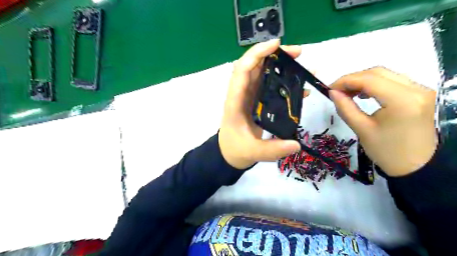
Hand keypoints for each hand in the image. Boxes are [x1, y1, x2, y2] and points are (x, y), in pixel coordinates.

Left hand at [218, 40, 302, 169]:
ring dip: (280, 65)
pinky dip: (283, 82)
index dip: (256, 54)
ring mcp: (250, 97)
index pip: (242, 70)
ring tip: (301, 64)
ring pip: (263, 74)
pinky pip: (269, 86)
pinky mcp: (257, 102)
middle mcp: (242, 94)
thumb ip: (272, 150)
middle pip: (255, 67)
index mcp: (236, 101)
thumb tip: (296, 145)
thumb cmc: (235, 150)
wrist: (230, 154)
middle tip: (297, 53)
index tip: (276, 45)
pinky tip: (300, 87)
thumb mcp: (252, 152)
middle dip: (274, 55)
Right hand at [331, 67, 436, 176]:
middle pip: (378, 73)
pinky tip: (364, 94)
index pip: (369, 79)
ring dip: (363, 81)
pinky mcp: (419, 94)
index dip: (346, 81)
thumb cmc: (386, 151)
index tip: (330, 89)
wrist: (415, 166)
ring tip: (348, 93)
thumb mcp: (361, 129)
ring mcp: (421, 90)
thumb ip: (345, 108)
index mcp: (402, 101)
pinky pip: (393, 81)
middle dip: (353, 79)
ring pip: (385, 75)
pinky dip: (374, 84)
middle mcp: (416, 90)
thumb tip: (332, 92)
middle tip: (337, 91)